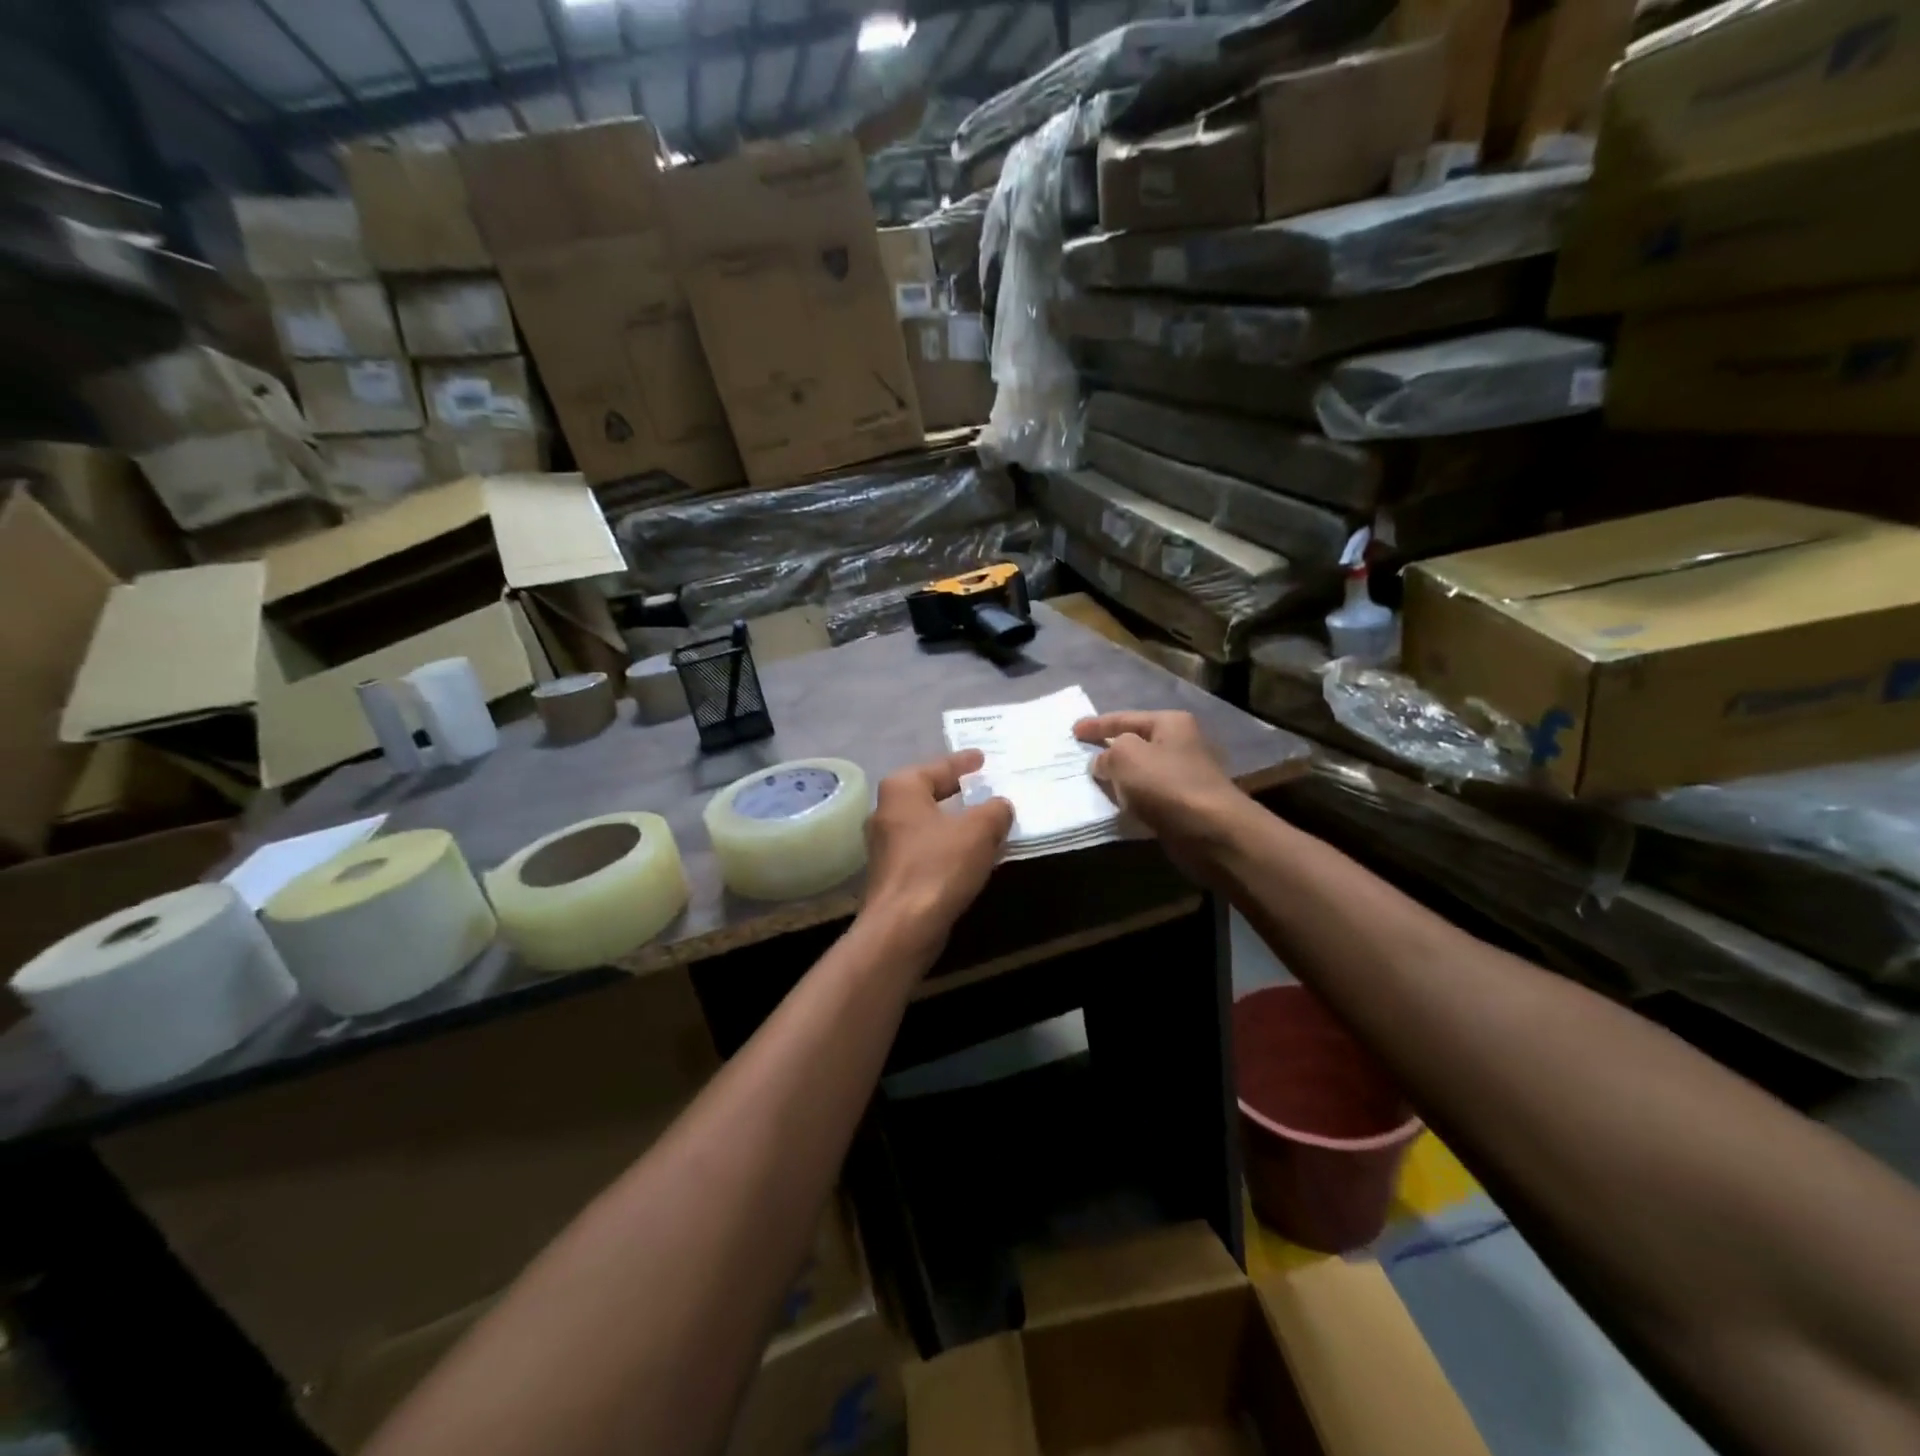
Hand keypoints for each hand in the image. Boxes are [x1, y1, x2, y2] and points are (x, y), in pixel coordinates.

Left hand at [862, 750, 1012, 945]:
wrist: (903, 927)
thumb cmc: (939, 866)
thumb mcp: (979, 830)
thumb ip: (994, 810)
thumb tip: (1000, 806)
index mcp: (901, 789)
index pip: (938, 767)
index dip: (963, 762)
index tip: (982, 757)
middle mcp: (886, 811)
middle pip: (928, 793)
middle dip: (957, 792)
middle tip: (985, 786)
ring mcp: (885, 845)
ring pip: (927, 823)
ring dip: (954, 823)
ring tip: (985, 820)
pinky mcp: (892, 874)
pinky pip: (926, 849)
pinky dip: (947, 847)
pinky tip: (969, 854)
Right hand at [1073, 711, 1244, 873]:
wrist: (1210, 831)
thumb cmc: (1166, 785)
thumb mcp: (1126, 757)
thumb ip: (1107, 753)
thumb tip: (1103, 763)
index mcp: (1170, 723)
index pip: (1124, 718)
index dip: (1096, 725)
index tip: (1073, 731)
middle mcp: (1181, 744)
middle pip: (1135, 743)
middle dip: (1109, 750)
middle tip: (1082, 756)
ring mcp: (1185, 775)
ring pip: (1141, 771)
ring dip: (1120, 778)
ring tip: (1094, 783)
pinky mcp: (1184, 803)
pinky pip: (1148, 795)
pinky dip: (1132, 798)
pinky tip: (1116, 805)